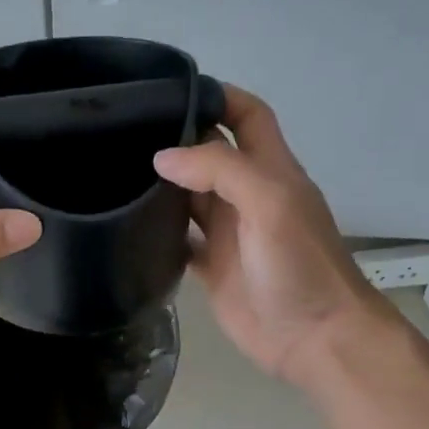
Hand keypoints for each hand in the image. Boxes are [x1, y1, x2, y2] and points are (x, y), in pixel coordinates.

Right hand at [154, 85, 379, 384]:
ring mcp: (229, 233)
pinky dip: (158, 232)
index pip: (248, 116)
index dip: (219, 96)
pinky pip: (180, 241)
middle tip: (125, 131)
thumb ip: (220, 170)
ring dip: (162, 185)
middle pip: (210, 154)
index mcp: (270, 170)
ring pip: (190, 197)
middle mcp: (247, 196)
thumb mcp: (269, 202)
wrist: (313, 337)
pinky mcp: (212, 268)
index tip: (172, 90)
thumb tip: (162, 158)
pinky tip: (127, 225)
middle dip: (177, 139)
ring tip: (114, 171)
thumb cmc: (299, 264)